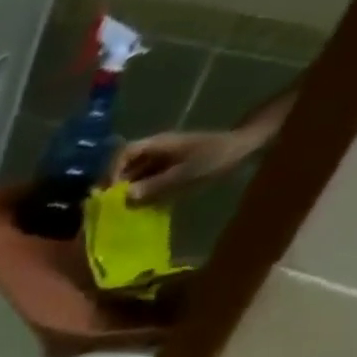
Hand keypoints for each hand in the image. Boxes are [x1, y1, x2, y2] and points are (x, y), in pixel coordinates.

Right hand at [113, 128, 258, 203]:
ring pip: (134, 175)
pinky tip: (139, 208)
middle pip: (125, 166)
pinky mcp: (168, 169)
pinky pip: (147, 181)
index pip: (124, 153)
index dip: (112, 171)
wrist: (245, 148)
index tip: (111, 192)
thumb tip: (127, 197)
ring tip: (122, 212)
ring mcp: (162, 159)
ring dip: (127, 192)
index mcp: (157, 144)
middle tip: (110, 208)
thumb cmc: (215, 157)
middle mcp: (155, 150)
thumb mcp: (185, 174)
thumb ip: (155, 185)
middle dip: (116, 186)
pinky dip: (140, 194)